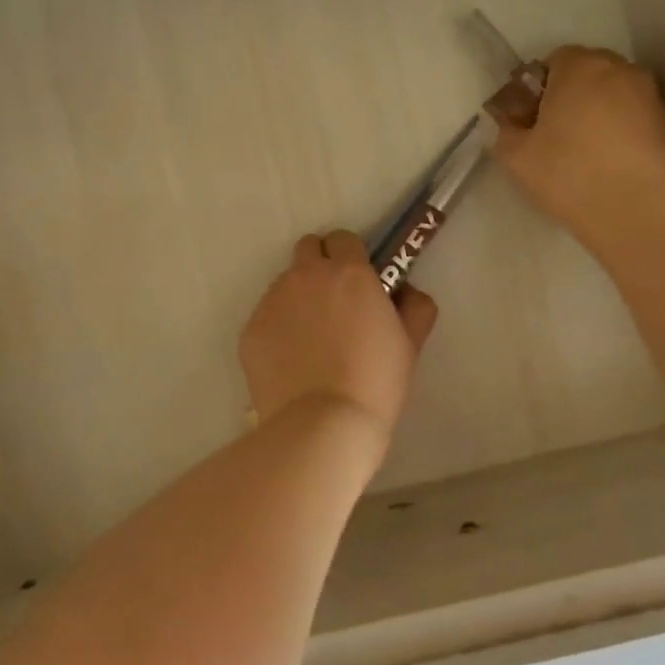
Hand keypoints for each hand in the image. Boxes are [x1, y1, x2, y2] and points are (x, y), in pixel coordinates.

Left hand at [239, 230, 438, 431]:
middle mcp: (306, 276)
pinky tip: (292, 362)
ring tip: (311, 341)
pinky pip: (266, 317)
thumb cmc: (375, 382)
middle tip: (334, 302)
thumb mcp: (410, 343)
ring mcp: (272, 301)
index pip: (343, 239)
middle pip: (308, 249)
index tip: (358, 281)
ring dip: (298, 298)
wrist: (322, 425)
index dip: (351, 256)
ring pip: (285, 284)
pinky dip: (278, 329)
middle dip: (320, 265)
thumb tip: (405, 290)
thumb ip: (414, 306)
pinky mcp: (250, 329)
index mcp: (348, 272)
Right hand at [491, 46, 664, 253]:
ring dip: (601, 111)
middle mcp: (621, 70)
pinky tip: (612, 163)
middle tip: (556, 131)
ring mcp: (652, 97)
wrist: (635, 211)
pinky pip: (637, 118)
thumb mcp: (515, 157)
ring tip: (587, 150)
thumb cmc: (567, 174)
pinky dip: (624, 131)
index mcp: (580, 67)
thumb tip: (513, 125)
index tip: (531, 116)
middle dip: (573, 93)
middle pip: (590, 72)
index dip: (540, 86)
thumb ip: (507, 131)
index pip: (556, 59)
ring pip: (617, 94)